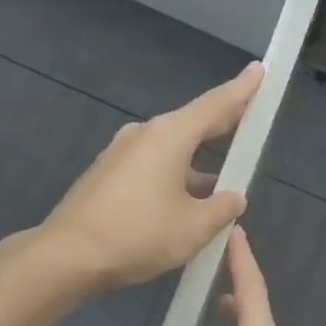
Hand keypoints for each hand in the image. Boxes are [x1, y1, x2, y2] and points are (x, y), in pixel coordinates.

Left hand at [39, 63, 262, 291]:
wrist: (67, 256)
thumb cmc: (138, 235)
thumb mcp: (194, 228)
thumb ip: (221, 209)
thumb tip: (233, 198)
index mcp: (169, 136)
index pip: (215, 105)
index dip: (242, 90)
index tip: (259, 69)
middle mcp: (144, 135)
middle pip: (192, 125)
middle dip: (222, 125)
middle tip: (248, 121)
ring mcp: (121, 154)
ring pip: (171, 151)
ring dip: (196, 164)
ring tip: (221, 185)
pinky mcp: (106, 175)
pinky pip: (151, 167)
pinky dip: (173, 177)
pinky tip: (182, 204)